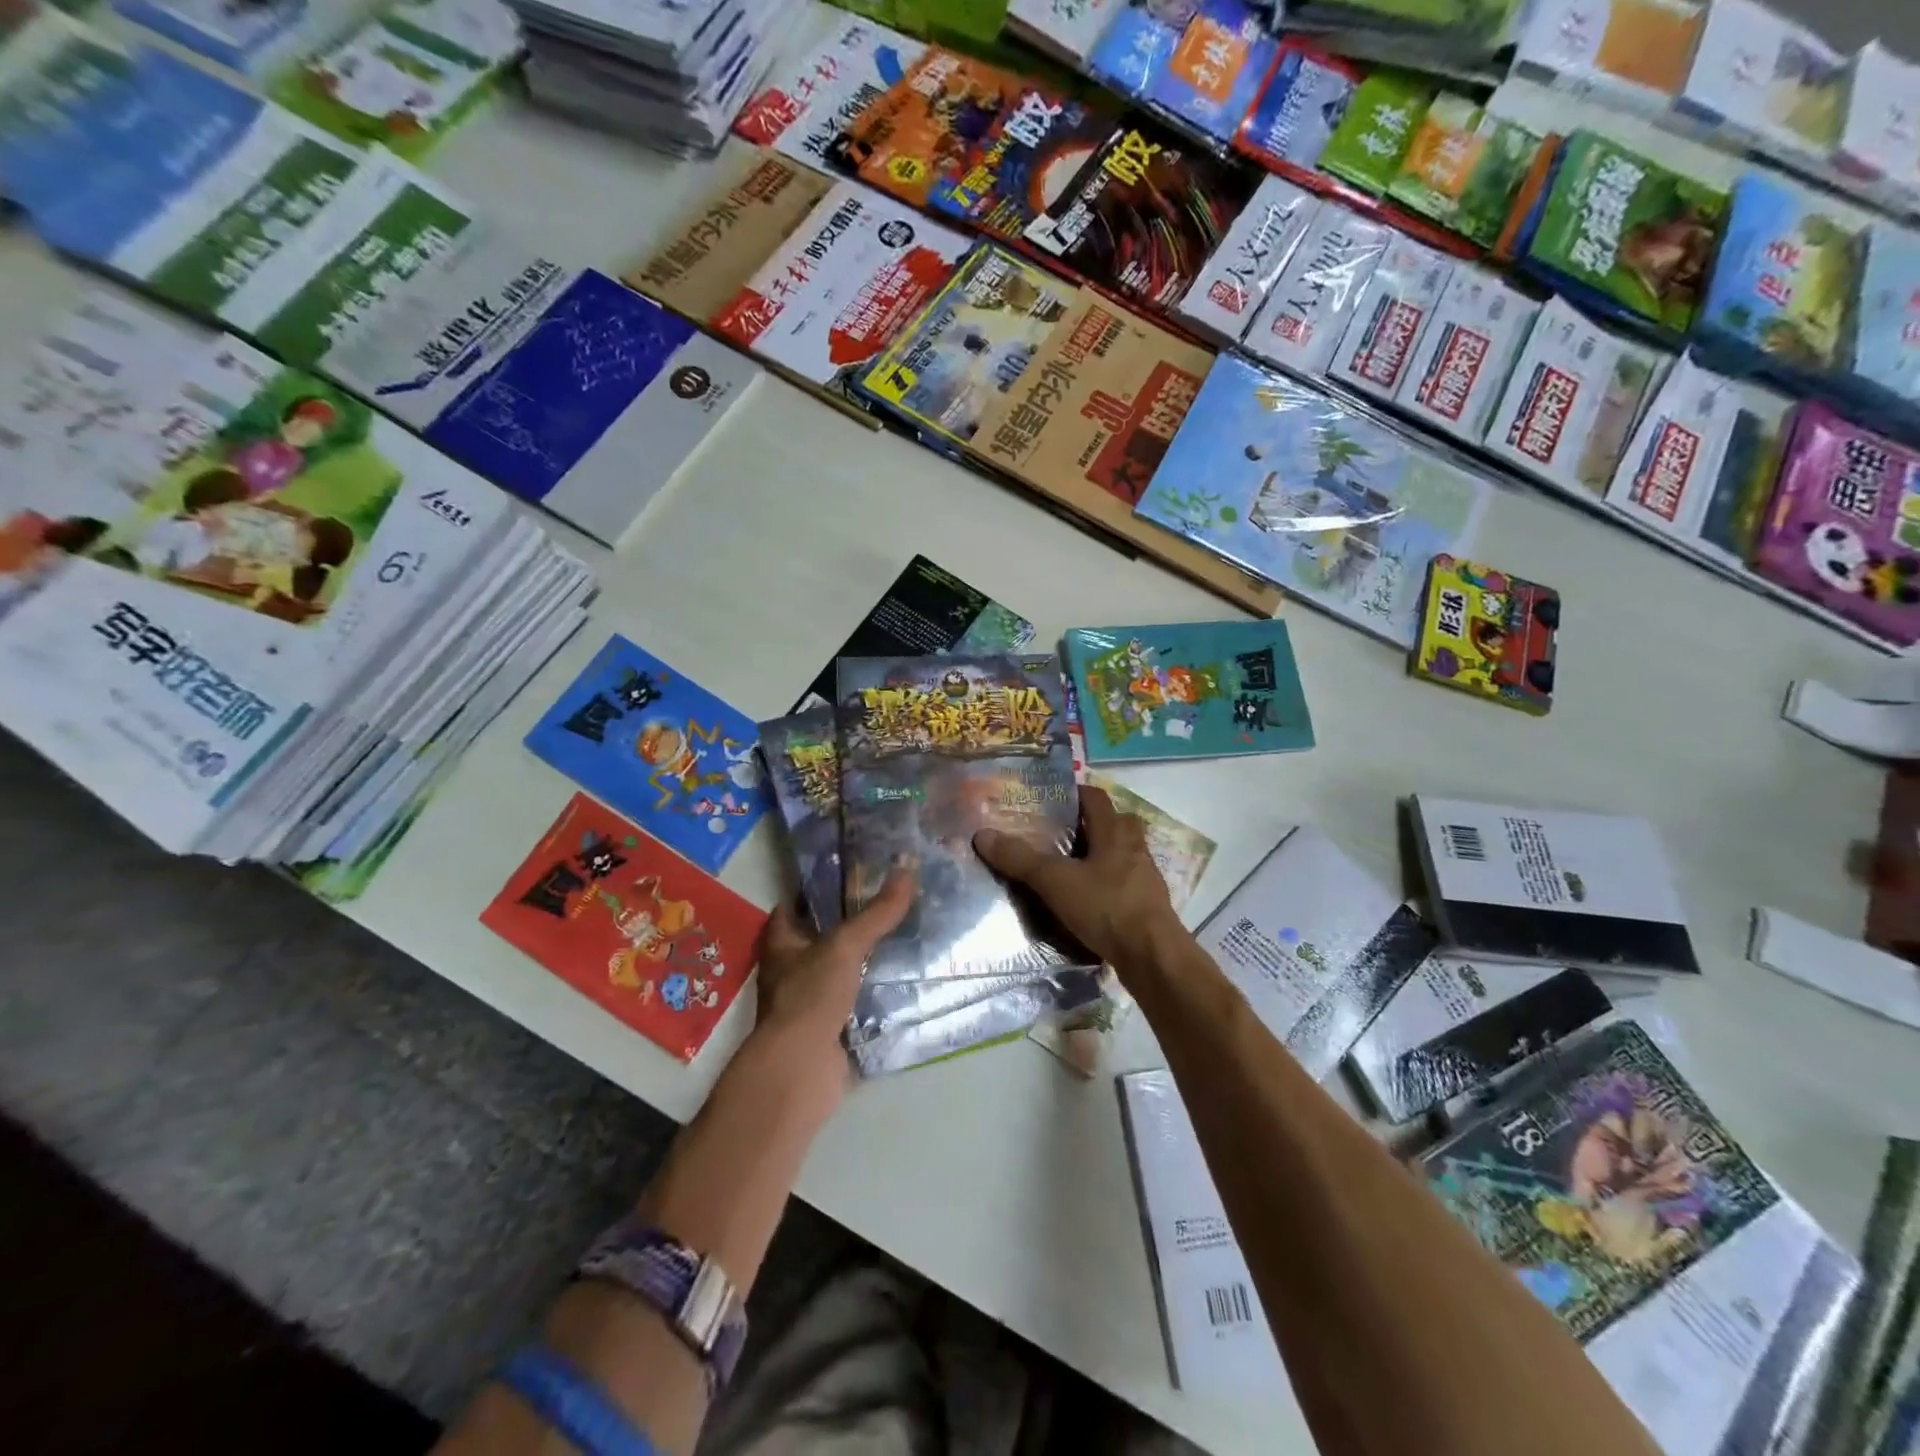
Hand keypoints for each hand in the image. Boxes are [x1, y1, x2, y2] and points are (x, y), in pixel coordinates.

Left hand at [754, 869, 914, 1060]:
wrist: (801, 1069)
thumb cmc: (810, 997)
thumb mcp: (845, 946)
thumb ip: (877, 913)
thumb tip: (907, 868)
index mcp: (781, 945)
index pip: (792, 907)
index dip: (814, 890)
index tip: (849, 874)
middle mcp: (790, 971)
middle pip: (819, 939)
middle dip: (848, 925)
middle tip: (888, 904)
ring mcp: (810, 1003)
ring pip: (840, 972)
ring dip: (865, 960)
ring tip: (904, 936)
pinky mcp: (830, 1029)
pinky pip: (856, 1003)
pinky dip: (875, 994)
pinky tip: (904, 981)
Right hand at [973, 786, 1176, 972]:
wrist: (1152, 956)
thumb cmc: (1106, 907)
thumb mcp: (1056, 882)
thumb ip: (1020, 859)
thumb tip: (983, 835)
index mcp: (1114, 833)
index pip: (1097, 799)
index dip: (1077, 793)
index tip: (1054, 798)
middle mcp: (1134, 849)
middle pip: (1116, 823)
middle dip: (1093, 824)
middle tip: (1063, 833)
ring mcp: (1145, 878)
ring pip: (1123, 854)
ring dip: (1102, 855)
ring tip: (1072, 867)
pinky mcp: (1148, 905)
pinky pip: (1126, 884)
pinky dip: (1108, 885)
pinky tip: (1090, 901)